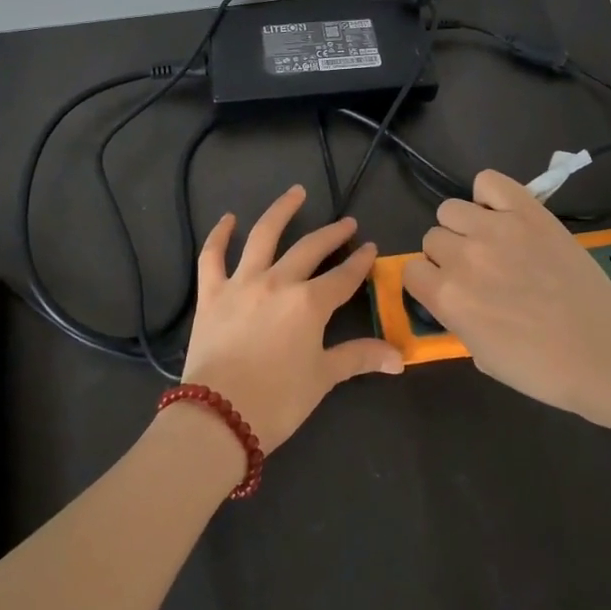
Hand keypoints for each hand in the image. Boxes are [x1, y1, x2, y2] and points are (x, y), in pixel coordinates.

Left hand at [182, 184, 403, 451]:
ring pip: (263, 236)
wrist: (218, 417)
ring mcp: (241, 283)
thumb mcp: (323, 378)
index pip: (343, 277)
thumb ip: (359, 358)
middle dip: (332, 234)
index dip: (360, 262)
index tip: (370, 248)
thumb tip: (399, 357)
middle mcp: (278, 282)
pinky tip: (228, 219)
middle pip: (310, 249)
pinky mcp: (211, 293)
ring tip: (295, 192)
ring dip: (281, 211)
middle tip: (346, 223)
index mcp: (309, 303)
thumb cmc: (278, 401)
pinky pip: (212, 256)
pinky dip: (219, 235)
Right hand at [403, 170, 610, 422]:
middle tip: (479, 270)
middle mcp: (462, 256)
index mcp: (447, 297)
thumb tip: (453, 297)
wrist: (602, 349)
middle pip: (432, 237)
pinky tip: (503, 213)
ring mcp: (495, 227)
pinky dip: (489, 195)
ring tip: (491, 240)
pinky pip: (487, 181)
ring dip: (464, 225)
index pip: (411, 270)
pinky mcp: (526, 210)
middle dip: (449, 254)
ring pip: (450, 208)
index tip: (448, 289)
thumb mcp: (482, 356)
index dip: (429, 281)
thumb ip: (456, 319)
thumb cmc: (542, 368)